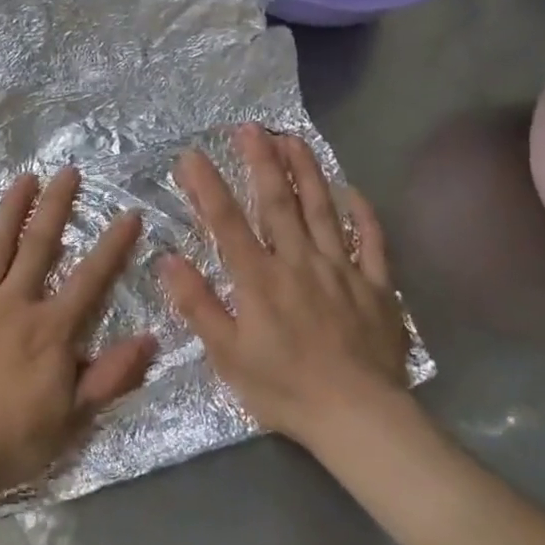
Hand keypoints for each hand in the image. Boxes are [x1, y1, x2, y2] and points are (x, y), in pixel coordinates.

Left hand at [0, 167, 153, 508]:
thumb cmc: (14, 441)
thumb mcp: (74, 417)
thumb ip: (112, 375)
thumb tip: (153, 338)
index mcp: (50, 330)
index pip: (90, 279)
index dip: (112, 246)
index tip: (129, 214)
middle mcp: (13, 305)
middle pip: (38, 247)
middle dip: (56, 207)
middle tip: (67, 171)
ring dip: (10, 210)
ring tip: (24, 179)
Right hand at [160, 124, 412, 448]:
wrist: (360, 417)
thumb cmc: (285, 389)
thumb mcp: (227, 356)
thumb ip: (198, 305)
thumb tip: (168, 261)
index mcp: (259, 279)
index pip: (227, 222)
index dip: (207, 186)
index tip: (192, 155)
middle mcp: (299, 262)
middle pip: (278, 202)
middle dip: (261, 161)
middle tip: (251, 127)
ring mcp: (341, 269)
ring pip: (322, 209)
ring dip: (307, 171)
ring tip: (294, 138)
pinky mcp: (376, 286)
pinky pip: (372, 241)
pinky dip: (363, 214)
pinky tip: (354, 191)